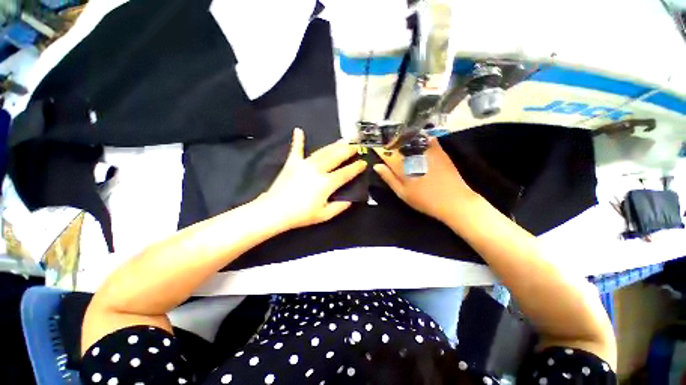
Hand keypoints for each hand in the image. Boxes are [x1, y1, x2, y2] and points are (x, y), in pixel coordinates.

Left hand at [260, 128, 366, 229]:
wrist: (275, 211)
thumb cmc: (301, 215)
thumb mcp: (324, 215)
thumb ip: (340, 206)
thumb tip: (351, 200)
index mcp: (327, 183)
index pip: (346, 173)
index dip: (356, 167)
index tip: (364, 162)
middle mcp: (318, 169)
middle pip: (336, 156)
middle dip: (348, 150)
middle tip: (356, 146)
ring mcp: (304, 164)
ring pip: (323, 151)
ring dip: (334, 145)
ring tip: (344, 139)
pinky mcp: (292, 163)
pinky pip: (296, 149)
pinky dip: (298, 140)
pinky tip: (299, 130)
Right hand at [373, 138, 476, 222]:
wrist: (453, 200)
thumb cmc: (424, 200)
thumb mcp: (402, 193)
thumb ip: (389, 178)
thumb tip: (376, 166)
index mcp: (402, 166)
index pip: (386, 153)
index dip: (379, 149)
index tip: (376, 148)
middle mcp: (413, 155)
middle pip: (397, 144)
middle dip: (390, 143)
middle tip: (386, 145)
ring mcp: (427, 151)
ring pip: (410, 139)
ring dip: (402, 139)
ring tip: (398, 141)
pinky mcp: (438, 150)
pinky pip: (426, 138)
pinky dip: (419, 137)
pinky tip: (416, 141)